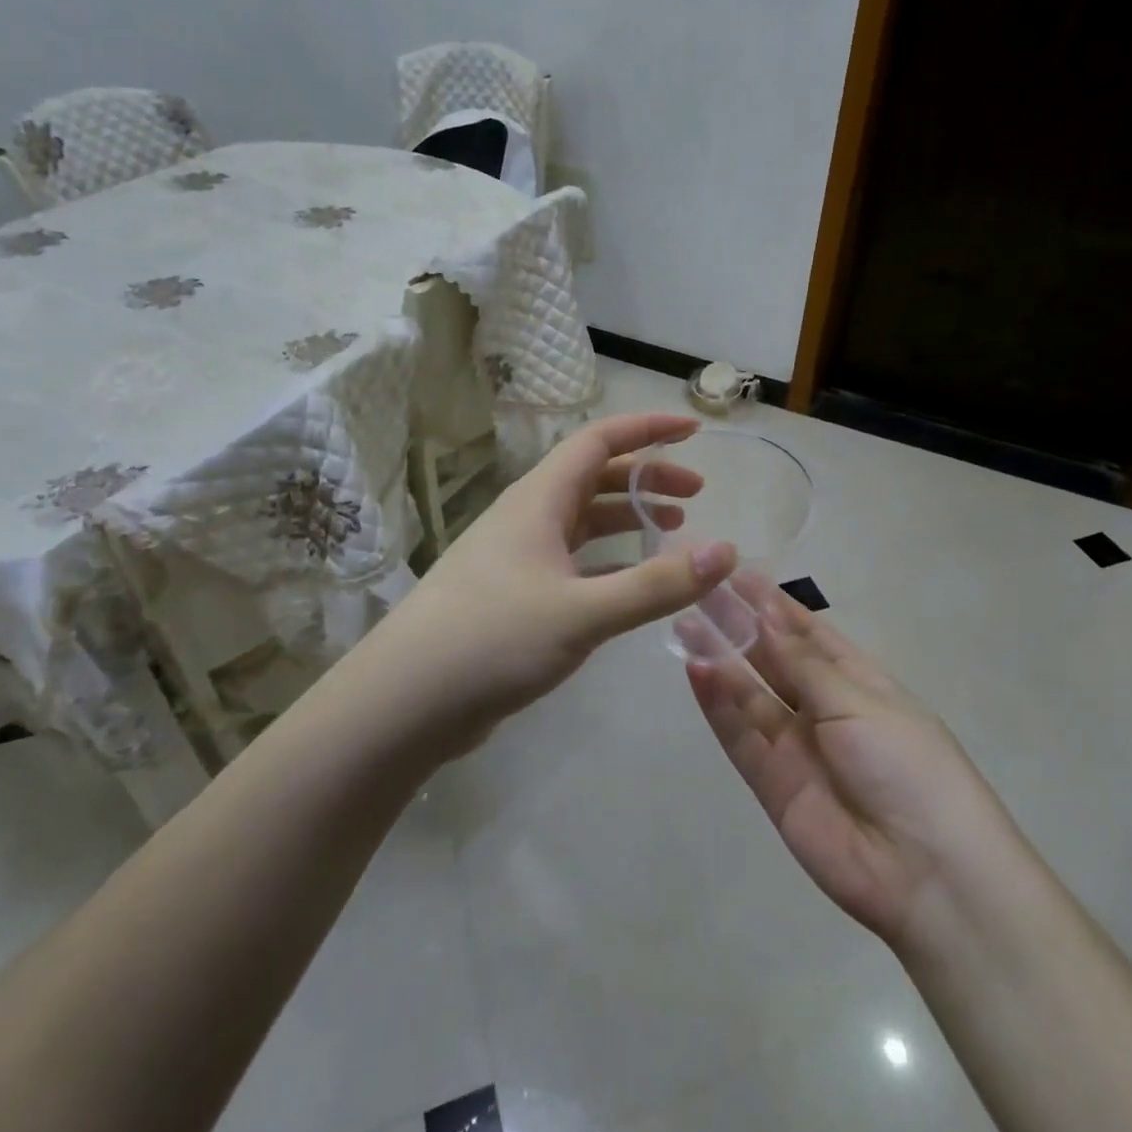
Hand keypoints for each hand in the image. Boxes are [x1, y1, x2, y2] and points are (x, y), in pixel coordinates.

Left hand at [373, 412, 737, 744]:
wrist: (406, 700)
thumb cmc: (492, 639)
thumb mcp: (583, 612)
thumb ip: (656, 584)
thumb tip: (725, 551)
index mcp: (539, 500)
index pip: (599, 441)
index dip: (647, 430)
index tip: (694, 431)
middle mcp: (527, 517)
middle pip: (594, 477)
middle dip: (646, 477)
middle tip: (696, 494)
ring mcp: (518, 556)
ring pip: (582, 520)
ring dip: (627, 517)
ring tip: (673, 528)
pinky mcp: (514, 594)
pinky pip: (572, 560)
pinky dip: (608, 561)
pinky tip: (632, 583)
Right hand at [685, 574, 1003, 950]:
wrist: (928, 874)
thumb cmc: (908, 766)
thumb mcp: (859, 702)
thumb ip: (804, 662)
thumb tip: (765, 612)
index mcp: (859, 683)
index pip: (809, 633)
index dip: (774, 605)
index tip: (737, 574)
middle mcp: (824, 710)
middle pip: (774, 660)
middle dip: (740, 626)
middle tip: (700, 591)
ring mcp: (796, 747)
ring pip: (750, 694)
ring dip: (720, 660)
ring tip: (685, 623)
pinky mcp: (772, 784)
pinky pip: (740, 736)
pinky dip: (718, 705)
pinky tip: (696, 670)